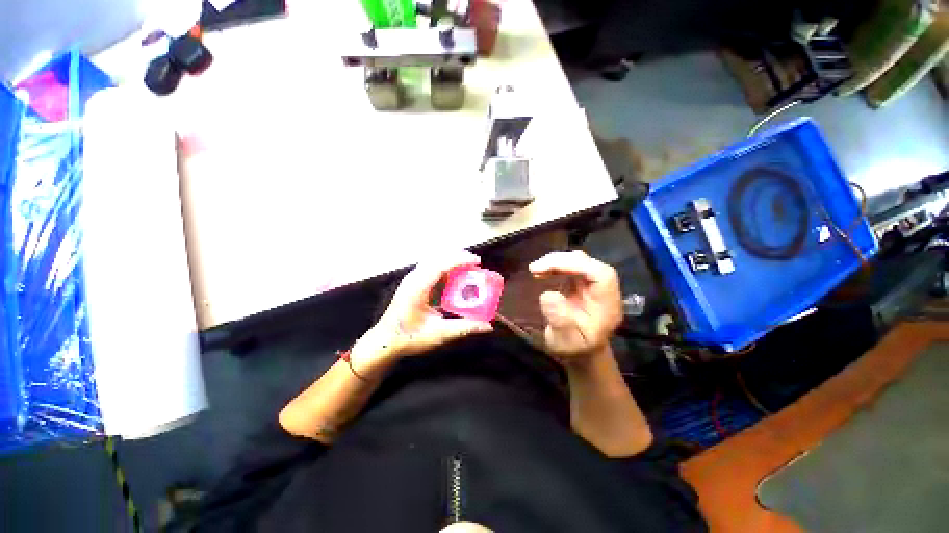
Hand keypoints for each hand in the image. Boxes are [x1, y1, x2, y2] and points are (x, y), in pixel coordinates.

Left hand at [354, 251, 493, 370]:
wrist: (386, 340)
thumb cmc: (409, 337)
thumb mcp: (438, 333)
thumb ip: (464, 328)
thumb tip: (487, 326)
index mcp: (418, 288)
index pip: (440, 265)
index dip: (460, 260)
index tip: (477, 261)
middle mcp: (414, 278)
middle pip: (438, 257)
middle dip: (458, 256)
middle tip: (476, 263)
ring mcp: (412, 279)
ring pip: (434, 260)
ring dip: (452, 260)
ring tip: (468, 266)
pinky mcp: (414, 282)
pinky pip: (432, 267)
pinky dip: (446, 267)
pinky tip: (455, 275)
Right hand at [528, 250, 622, 364]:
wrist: (579, 351)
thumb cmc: (574, 348)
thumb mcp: (565, 341)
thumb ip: (559, 321)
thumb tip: (548, 295)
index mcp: (607, 304)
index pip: (601, 274)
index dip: (576, 265)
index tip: (548, 267)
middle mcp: (603, 290)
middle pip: (588, 263)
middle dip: (560, 261)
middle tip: (535, 268)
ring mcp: (592, 284)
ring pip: (578, 261)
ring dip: (556, 261)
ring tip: (535, 269)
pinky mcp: (581, 283)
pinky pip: (570, 266)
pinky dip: (554, 265)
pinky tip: (541, 271)